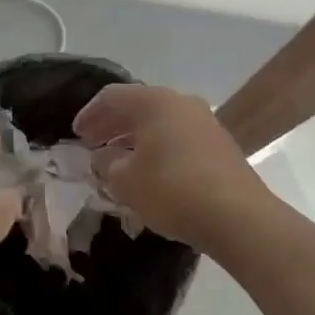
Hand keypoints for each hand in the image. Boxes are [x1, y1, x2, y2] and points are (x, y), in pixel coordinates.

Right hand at [74, 85, 266, 249]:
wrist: (238, 217)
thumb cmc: (172, 190)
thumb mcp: (126, 181)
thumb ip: (107, 165)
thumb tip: (104, 157)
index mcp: (154, 101)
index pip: (112, 97)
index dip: (89, 114)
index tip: (75, 134)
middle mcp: (181, 103)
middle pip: (138, 106)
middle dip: (111, 125)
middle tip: (91, 144)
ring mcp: (205, 122)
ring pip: (160, 122)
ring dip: (134, 137)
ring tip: (117, 160)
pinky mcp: (220, 145)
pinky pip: (178, 138)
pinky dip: (157, 148)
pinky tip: (149, 171)